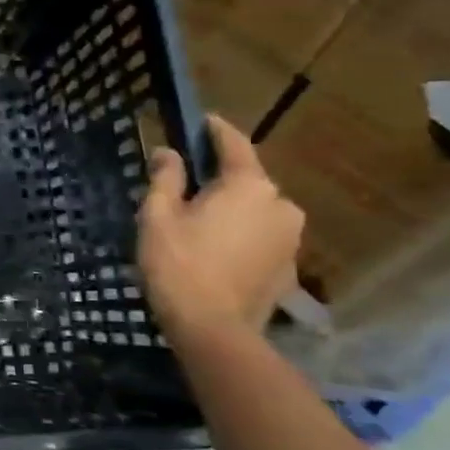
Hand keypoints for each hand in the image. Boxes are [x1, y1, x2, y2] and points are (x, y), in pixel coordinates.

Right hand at [139, 114, 302, 343]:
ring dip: (233, 210)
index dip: (215, 130)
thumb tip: (169, 152)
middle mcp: (281, 204)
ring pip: (257, 211)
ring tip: (200, 224)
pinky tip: (216, 253)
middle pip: (248, 180)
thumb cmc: (179, 264)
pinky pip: (262, 239)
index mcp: (249, 185)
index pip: (234, 144)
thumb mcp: (158, 216)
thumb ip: (166, 178)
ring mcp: (291, 239)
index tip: (201, 120)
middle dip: (220, 179)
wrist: (213, 329)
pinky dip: (242, 237)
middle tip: (188, 186)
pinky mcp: (290, 268)